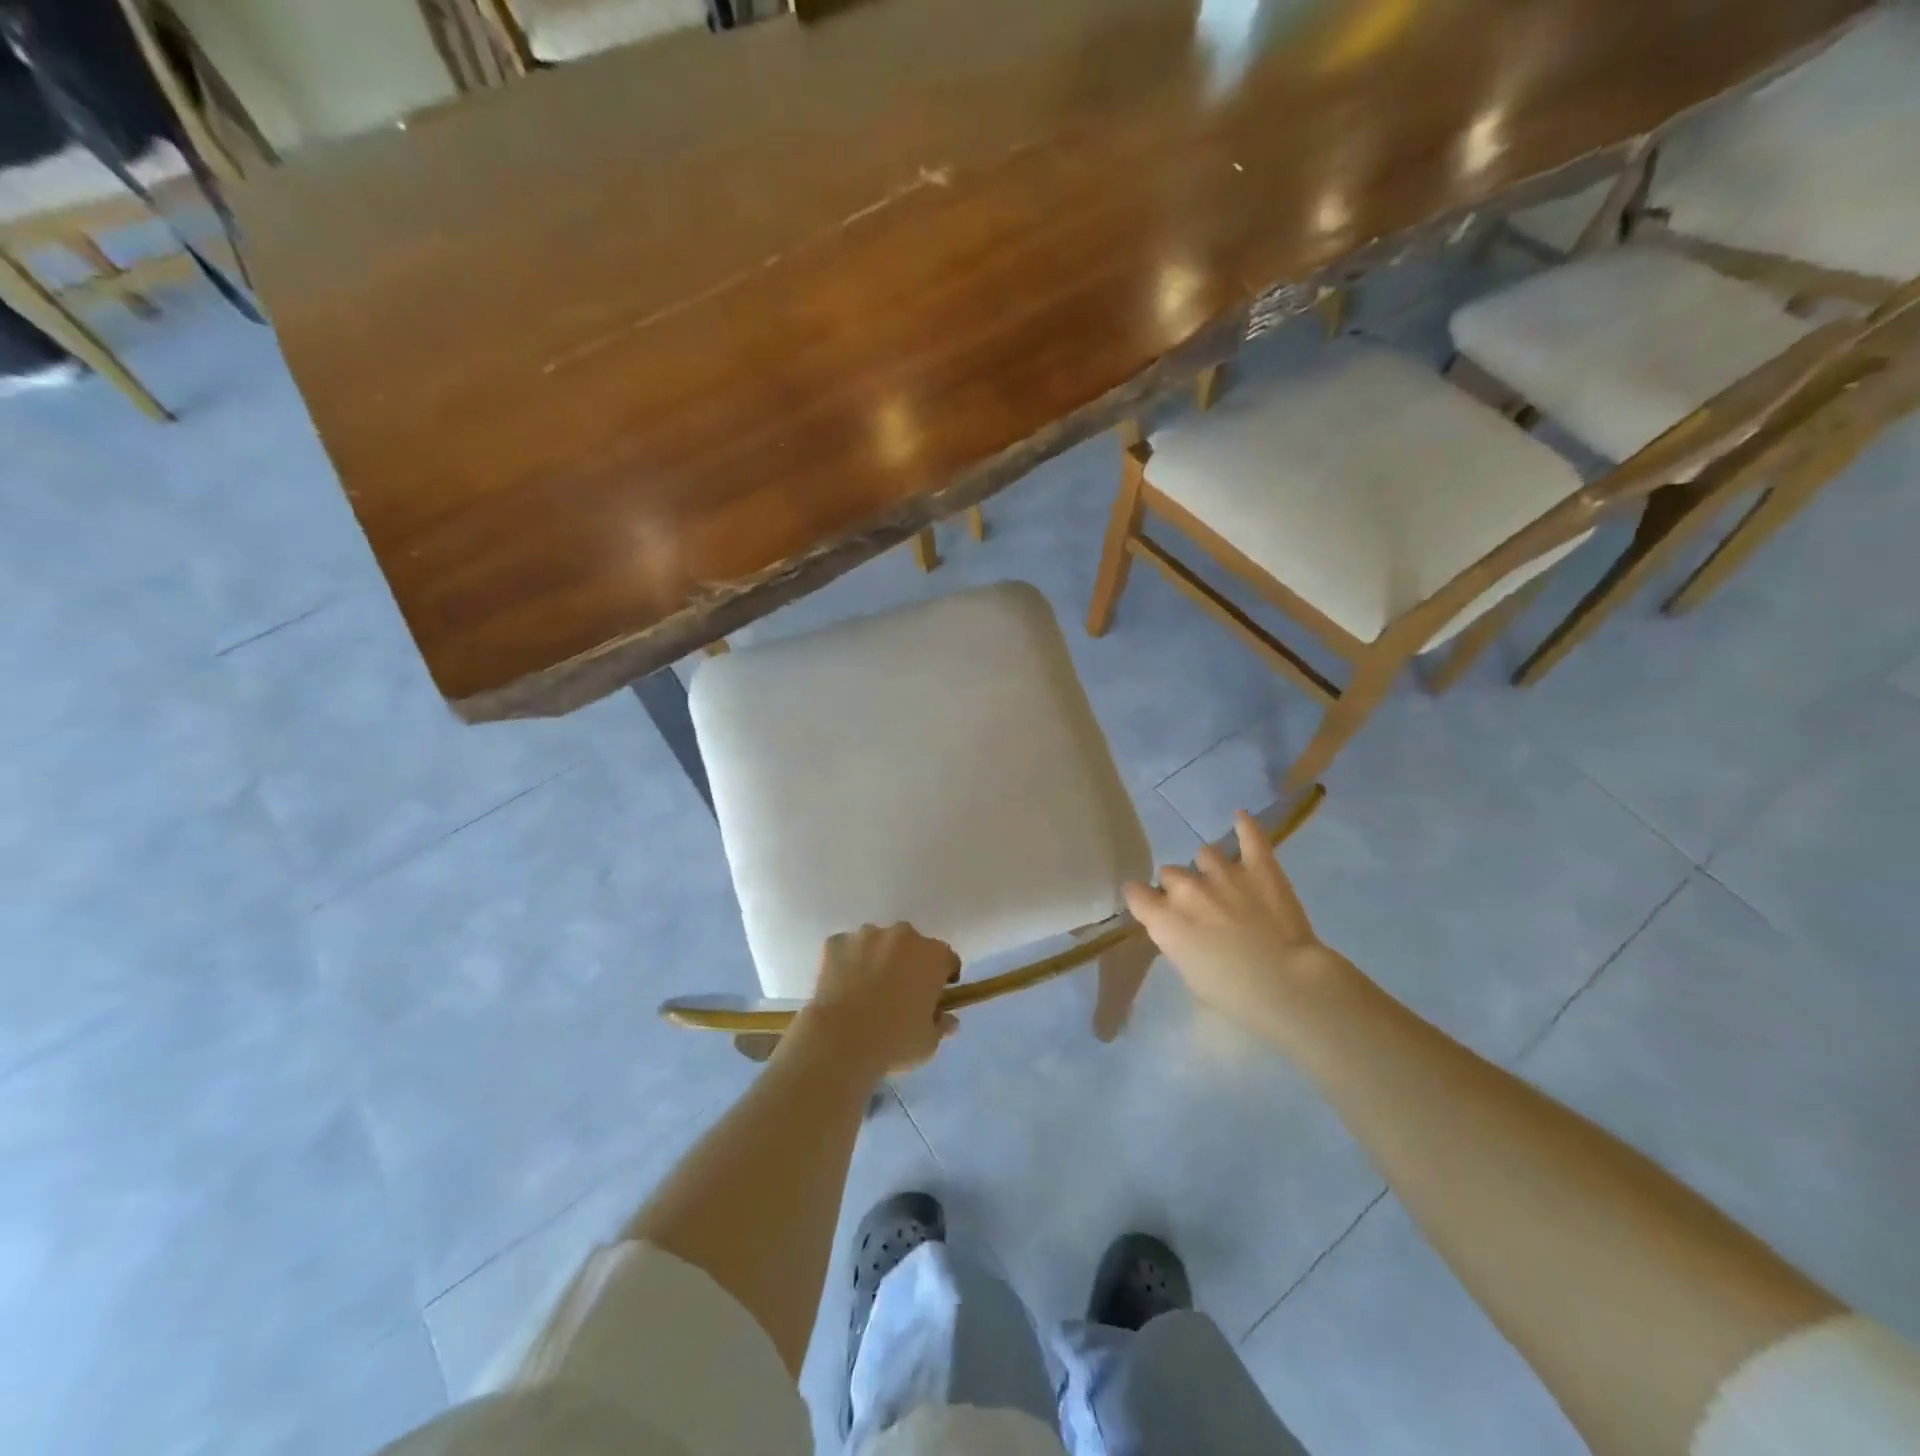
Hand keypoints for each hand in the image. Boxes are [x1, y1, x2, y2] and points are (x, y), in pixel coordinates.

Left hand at [792, 923, 960, 1077]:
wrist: (841, 1039)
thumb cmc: (895, 1041)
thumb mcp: (928, 1042)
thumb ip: (941, 1025)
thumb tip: (948, 1019)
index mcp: (932, 955)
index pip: (946, 959)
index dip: (943, 977)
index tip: (935, 996)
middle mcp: (902, 935)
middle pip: (911, 945)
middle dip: (908, 963)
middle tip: (899, 993)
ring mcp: (866, 935)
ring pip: (877, 943)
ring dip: (877, 958)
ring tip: (865, 991)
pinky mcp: (836, 942)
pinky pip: (846, 949)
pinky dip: (847, 962)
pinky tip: (841, 988)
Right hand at [1123, 810, 1353, 1047]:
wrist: (1288, 986)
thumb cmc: (1235, 996)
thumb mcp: (1190, 976)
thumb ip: (1177, 943)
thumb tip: (1180, 929)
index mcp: (1164, 919)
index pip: (1136, 893)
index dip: (1143, 900)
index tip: (1151, 909)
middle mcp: (1187, 889)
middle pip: (1170, 874)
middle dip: (1179, 889)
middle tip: (1199, 910)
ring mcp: (1224, 873)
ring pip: (1205, 855)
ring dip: (1209, 869)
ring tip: (1223, 884)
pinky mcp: (1260, 867)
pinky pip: (1250, 837)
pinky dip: (1246, 827)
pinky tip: (1240, 817)